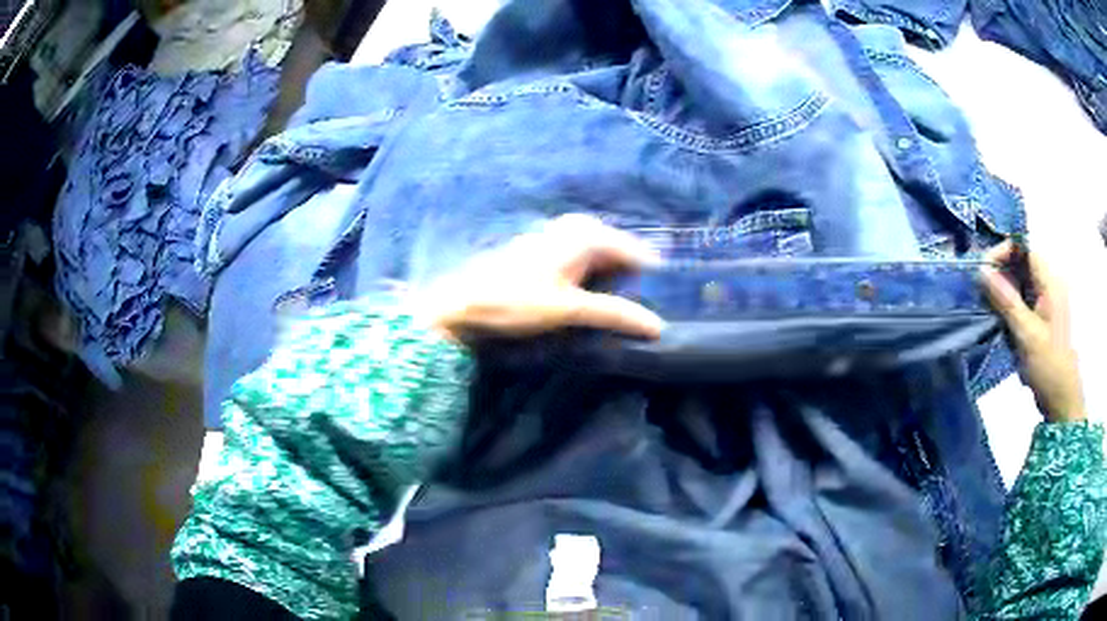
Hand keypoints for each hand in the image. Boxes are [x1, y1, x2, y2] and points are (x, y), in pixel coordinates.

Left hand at [414, 214, 664, 341]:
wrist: (462, 302)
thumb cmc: (516, 301)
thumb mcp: (570, 309)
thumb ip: (615, 313)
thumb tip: (657, 325)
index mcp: (583, 235)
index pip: (631, 250)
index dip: (649, 273)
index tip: (664, 294)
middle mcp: (570, 229)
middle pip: (613, 246)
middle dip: (628, 269)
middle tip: (641, 295)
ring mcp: (552, 237)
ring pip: (593, 250)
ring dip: (606, 271)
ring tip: (616, 295)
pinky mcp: (538, 251)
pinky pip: (575, 256)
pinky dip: (587, 271)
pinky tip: (584, 290)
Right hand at [980, 242, 1085, 422]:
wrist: (1061, 400)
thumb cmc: (1048, 365)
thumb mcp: (1027, 334)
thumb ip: (1006, 300)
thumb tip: (982, 270)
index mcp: (1050, 282)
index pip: (1025, 249)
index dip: (1004, 250)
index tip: (985, 268)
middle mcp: (1048, 285)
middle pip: (1021, 263)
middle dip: (1000, 270)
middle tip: (980, 287)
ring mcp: (1045, 302)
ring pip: (1020, 281)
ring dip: (1002, 288)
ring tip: (985, 302)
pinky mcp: (1040, 317)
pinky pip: (1021, 299)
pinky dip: (1008, 303)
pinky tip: (997, 316)